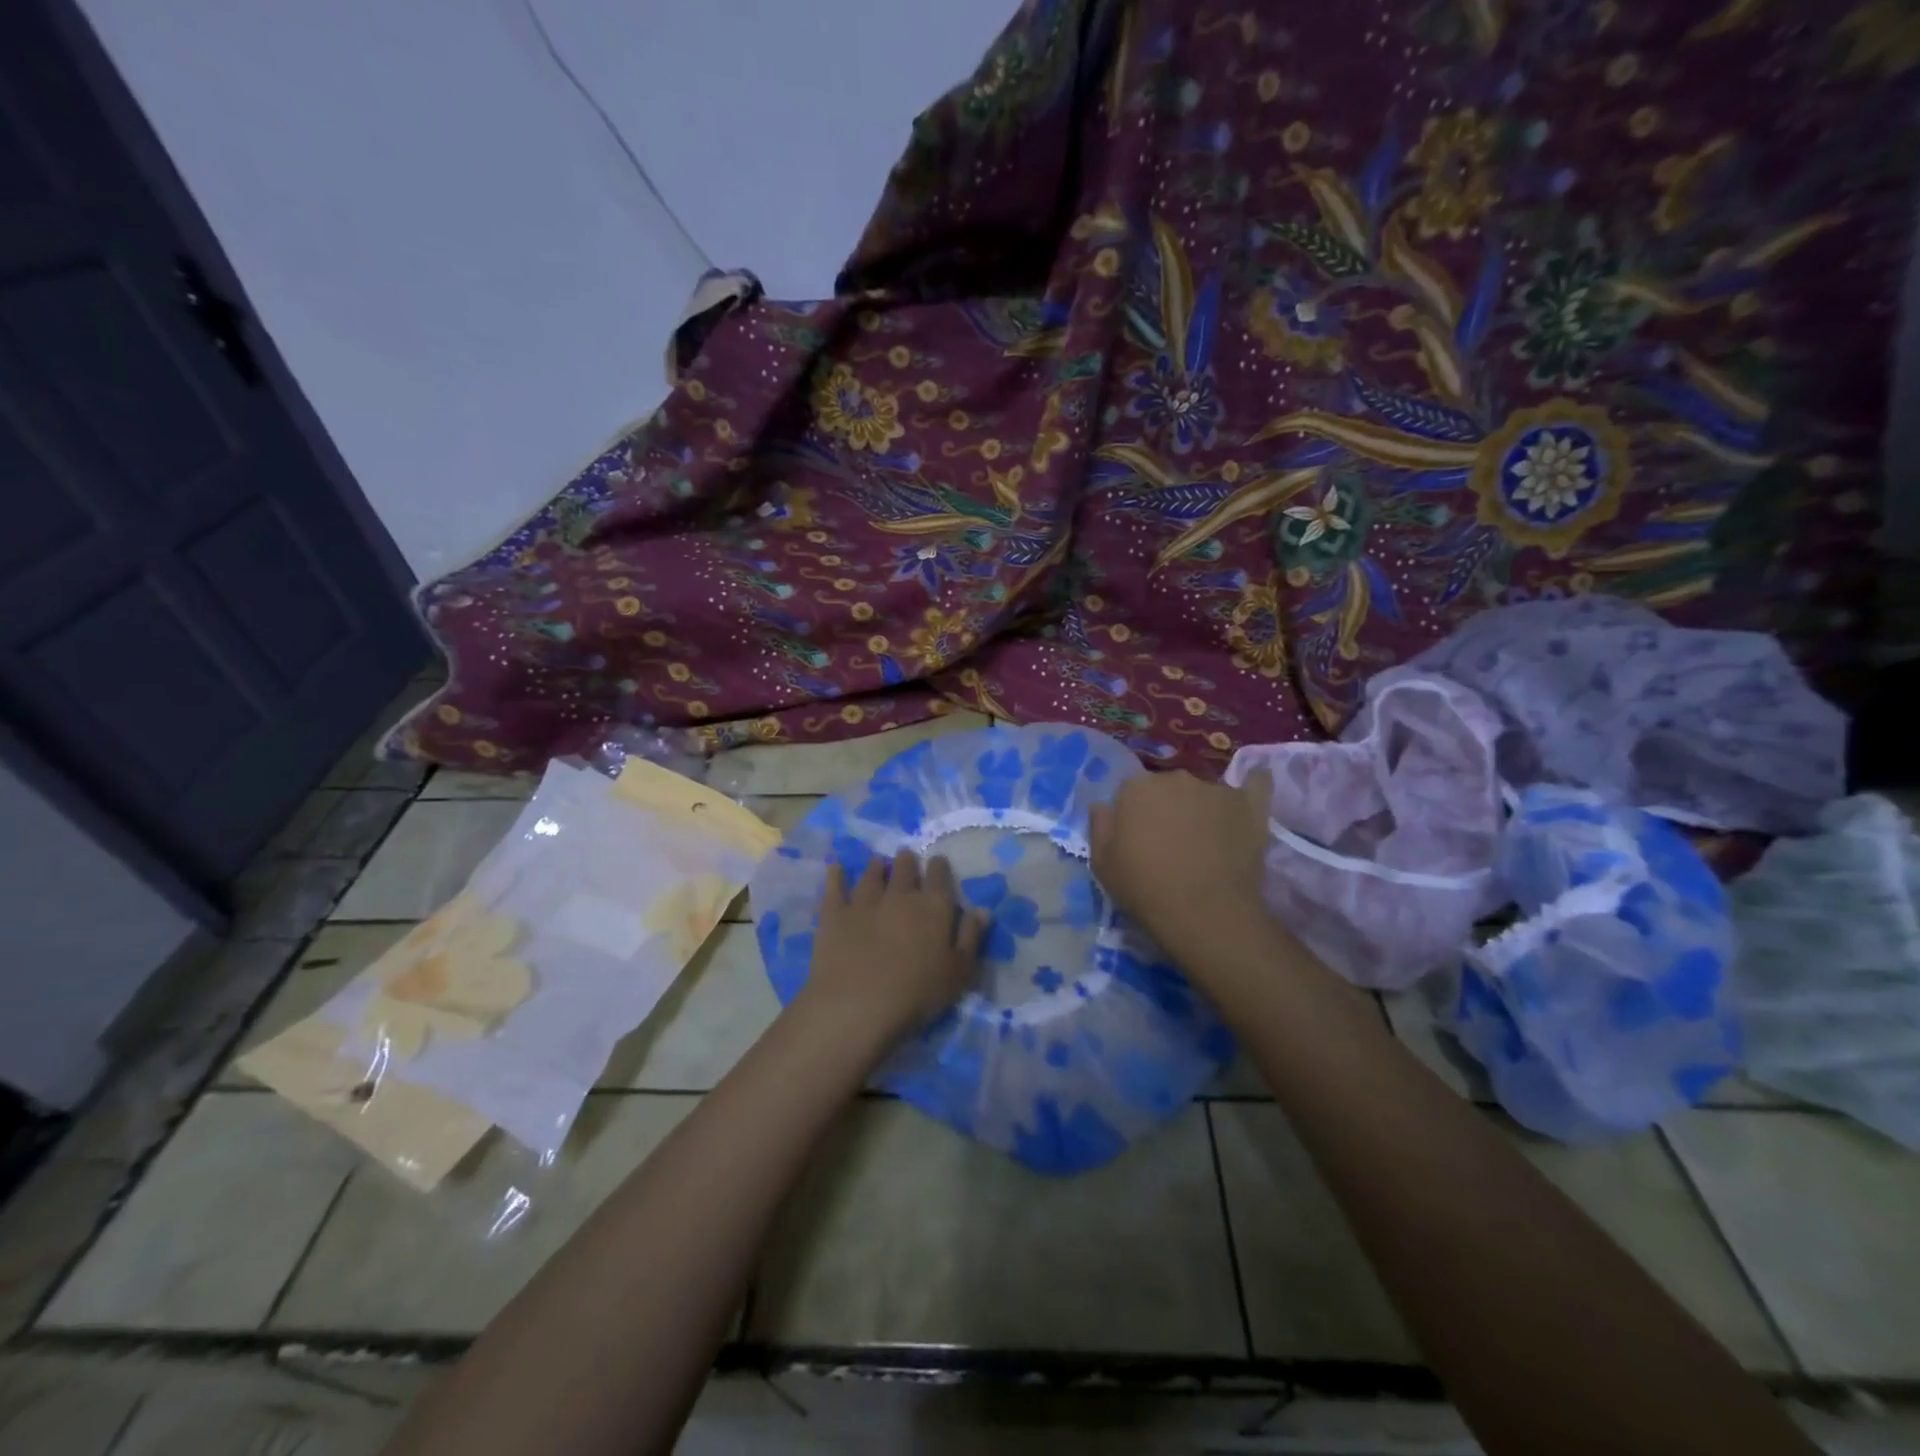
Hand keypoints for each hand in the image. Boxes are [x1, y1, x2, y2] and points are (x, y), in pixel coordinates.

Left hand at [802, 851, 987, 1048]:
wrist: (859, 1005)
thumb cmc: (918, 993)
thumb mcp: (959, 972)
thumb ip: (972, 937)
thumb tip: (982, 909)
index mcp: (933, 906)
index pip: (940, 875)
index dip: (939, 867)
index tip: (937, 865)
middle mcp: (900, 894)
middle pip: (905, 867)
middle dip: (907, 862)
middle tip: (906, 860)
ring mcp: (865, 901)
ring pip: (872, 873)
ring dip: (877, 866)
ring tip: (879, 863)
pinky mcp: (835, 914)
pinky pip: (835, 886)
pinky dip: (836, 875)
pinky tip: (836, 867)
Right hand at [1088, 769, 1276, 966]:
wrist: (1205, 913)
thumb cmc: (1145, 889)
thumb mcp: (1102, 865)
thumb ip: (1100, 827)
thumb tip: (1102, 805)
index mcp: (1136, 788)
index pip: (1130, 792)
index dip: (1134, 816)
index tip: (1138, 840)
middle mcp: (1175, 778)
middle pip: (1167, 787)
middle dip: (1167, 808)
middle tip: (1171, 843)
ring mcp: (1215, 789)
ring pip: (1204, 791)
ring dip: (1201, 807)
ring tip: (1207, 841)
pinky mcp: (1249, 804)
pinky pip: (1255, 784)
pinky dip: (1253, 785)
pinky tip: (1254, 786)